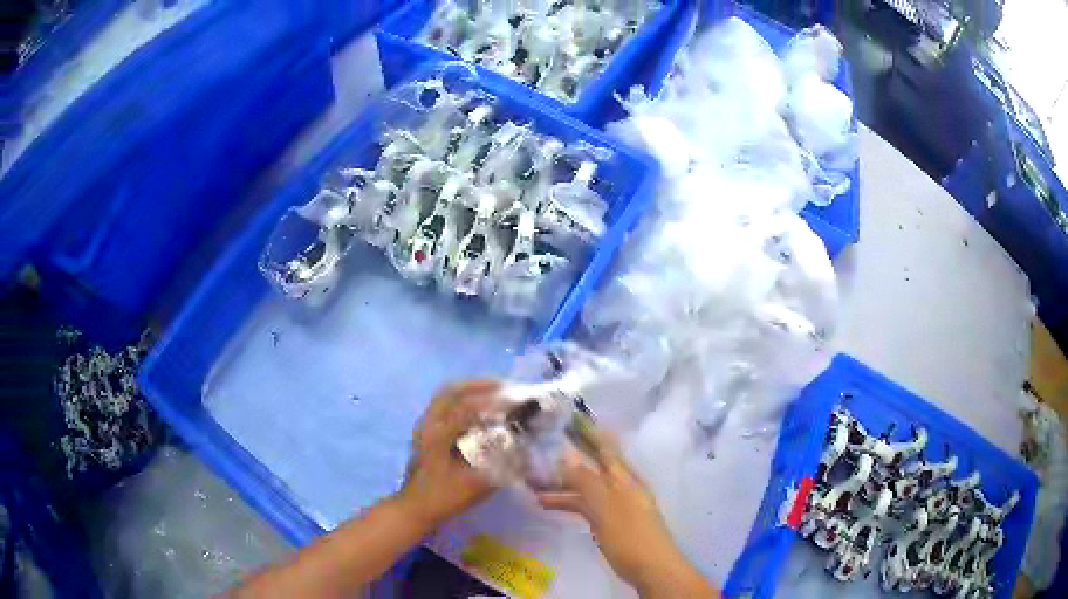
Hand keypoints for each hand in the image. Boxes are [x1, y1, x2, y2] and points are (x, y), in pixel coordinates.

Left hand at [397, 379, 501, 529]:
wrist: (415, 508)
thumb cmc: (444, 497)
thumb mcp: (476, 485)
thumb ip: (500, 467)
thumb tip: (523, 448)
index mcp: (438, 435)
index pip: (466, 408)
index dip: (492, 401)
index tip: (515, 401)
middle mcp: (428, 424)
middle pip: (451, 391)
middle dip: (478, 385)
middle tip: (504, 386)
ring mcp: (423, 426)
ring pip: (445, 396)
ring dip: (469, 390)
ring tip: (493, 392)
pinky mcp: (424, 431)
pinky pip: (443, 405)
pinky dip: (461, 400)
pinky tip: (478, 410)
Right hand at [537, 430, 715, 597]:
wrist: (651, 567)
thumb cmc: (630, 534)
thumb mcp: (605, 507)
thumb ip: (586, 480)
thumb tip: (565, 454)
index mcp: (624, 478)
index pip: (605, 448)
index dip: (589, 433)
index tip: (571, 418)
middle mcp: (621, 487)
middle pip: (593, 467)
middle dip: (569, 459)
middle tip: (543, 447)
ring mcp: (616, 505)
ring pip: (586, 488)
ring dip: (563, 485)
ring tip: (532, 483)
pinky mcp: (610, 522)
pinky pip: (586, 505)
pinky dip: (569, 502)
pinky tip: (549, 504)